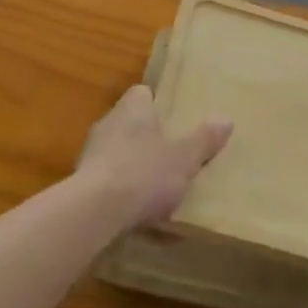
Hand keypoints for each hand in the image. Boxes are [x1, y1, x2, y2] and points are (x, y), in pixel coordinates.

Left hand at [76, 85, 231, 229]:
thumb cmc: (144, 173)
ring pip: (117, 152)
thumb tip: (226, 119)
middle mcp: (108, 123)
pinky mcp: (81, 183)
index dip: (158, 103)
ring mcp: (91, 153)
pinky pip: (108, 181)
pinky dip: (121, 192)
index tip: (174, 118)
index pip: (142, 93)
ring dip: (133, 165)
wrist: (94, 213)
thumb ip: (204, 140)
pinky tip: (138, 214)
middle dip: (148, 137)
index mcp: (133, 108)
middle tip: (171, 153)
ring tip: (156, 187)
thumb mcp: (185, 158)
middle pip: (130, 122)